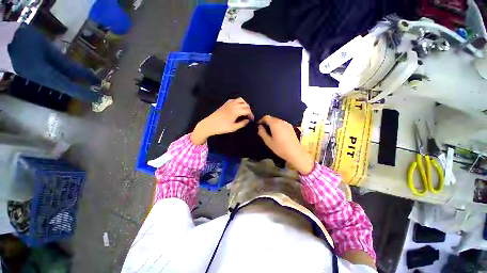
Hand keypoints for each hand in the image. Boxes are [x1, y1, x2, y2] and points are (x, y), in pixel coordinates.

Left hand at [191, 98, 253, 144]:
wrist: (210, 124)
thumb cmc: (222, 127)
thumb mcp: (233, 127)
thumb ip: (242, 123)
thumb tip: (248, 120)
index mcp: (236, 111)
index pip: (248, 110)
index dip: (251, 115)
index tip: (252, 119)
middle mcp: (234, 105)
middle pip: (245, 104)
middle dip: (249, 110)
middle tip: (249, 116)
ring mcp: (229, 103)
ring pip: (241, 100)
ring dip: (245, 104)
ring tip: (245, 111)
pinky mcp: (226, 103)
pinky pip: (235, 99)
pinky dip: (239, 102)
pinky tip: (238, 107)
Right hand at [257, 115, 314, 174]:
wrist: (295, 152)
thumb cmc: (280, 148)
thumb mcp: (268, 142)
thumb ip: (262, 133)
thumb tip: (260, 127)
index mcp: (275, 124)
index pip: (266, 117)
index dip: (261, 120)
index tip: (259, 126)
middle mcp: (281, 121)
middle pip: (272, 118)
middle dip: (267, 122)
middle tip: (263, 130)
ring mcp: (287, 124)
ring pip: (277, 121)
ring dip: (272, 124)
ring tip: (270, 132)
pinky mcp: (291, 127)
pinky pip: (282, 123)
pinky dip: (278, 126)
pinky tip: (278, 133)